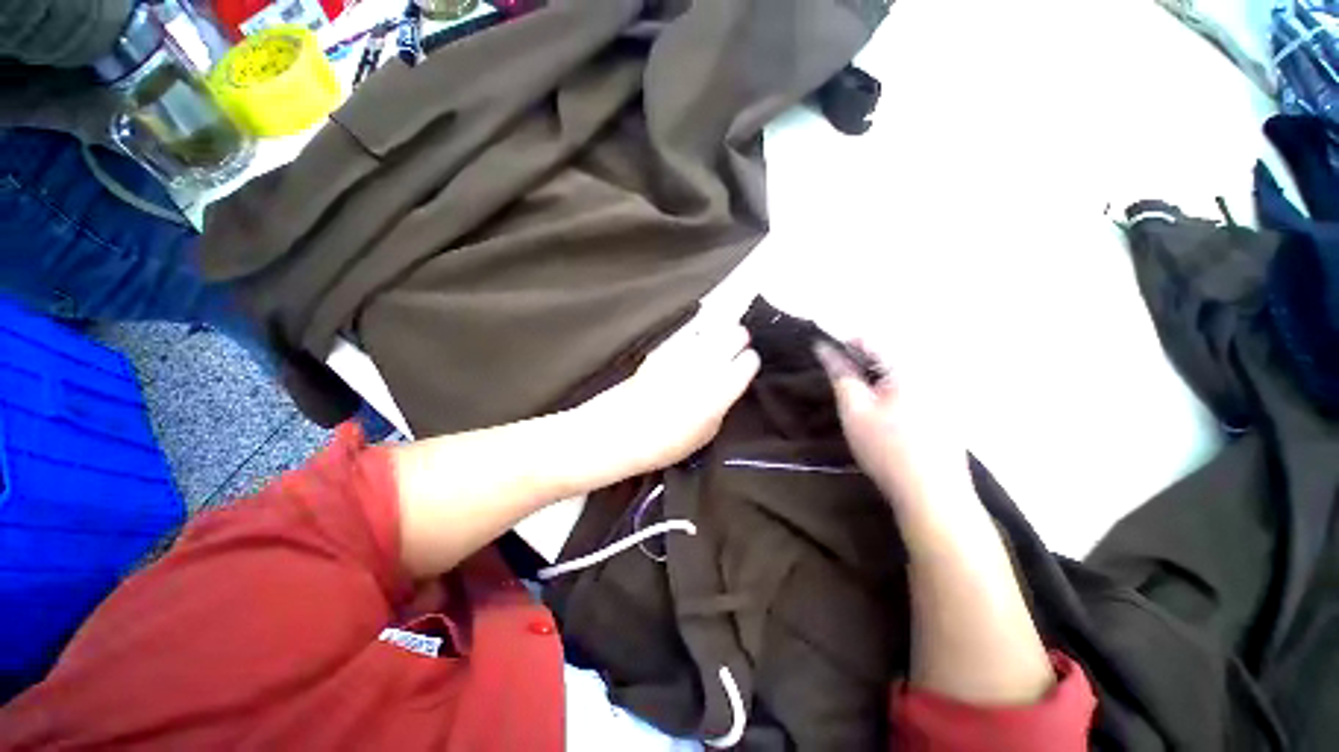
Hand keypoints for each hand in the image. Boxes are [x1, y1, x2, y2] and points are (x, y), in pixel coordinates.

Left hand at [581, 311, 760, 476]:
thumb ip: (721, 407)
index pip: (747, 363)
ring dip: (720, 332)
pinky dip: (698, 334)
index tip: (747, 364)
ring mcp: (684, 354)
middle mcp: (706, 367)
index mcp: (720, 391)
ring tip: (725, 335)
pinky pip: (689, 333)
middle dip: (739, 339)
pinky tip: (699, 338)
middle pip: (733, 338)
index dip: (749, 362)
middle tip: (740, 343)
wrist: (621, 430)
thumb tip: (726, 390)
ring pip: (712, 331)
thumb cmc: (667, 442)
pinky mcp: (665, 349)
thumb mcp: (706, 433)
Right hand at [814, 340, 974, 512]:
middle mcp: (931, 371)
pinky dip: (892, 392)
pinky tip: (886, 417)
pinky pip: (912, 387)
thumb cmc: (887, 448)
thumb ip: (839, 373)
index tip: (826, 363)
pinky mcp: (947, 409)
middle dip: (860, 365)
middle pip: (886, 354)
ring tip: (861, 402)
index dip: (842, 347)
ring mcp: (944, 391)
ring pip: (898, 372)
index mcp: (909, 366)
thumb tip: (823, 346)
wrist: (933, 495)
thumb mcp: (854, 409)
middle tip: (843, 388)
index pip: (869, 339)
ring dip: (874, 379)